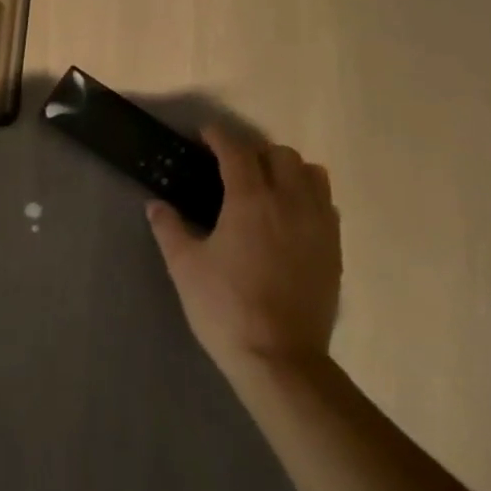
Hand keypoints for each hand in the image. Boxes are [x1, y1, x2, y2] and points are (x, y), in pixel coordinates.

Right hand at [147, 129, 342, 387]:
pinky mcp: (334, 248)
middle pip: (280, 155)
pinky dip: (308, 196)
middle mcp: (291, 202)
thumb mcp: (185, 267)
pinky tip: (289, 217)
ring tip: (267, 186)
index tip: (205, 134)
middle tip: (231, 167)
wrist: (278, 356)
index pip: (237, 151)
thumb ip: (169, 229)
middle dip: (254, 152)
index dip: (219, 136)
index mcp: (251, 201)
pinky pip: (326, 203)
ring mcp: (319, 225)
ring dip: (287, 169)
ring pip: (312, 174)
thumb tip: (155, 205)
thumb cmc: (224, 307)